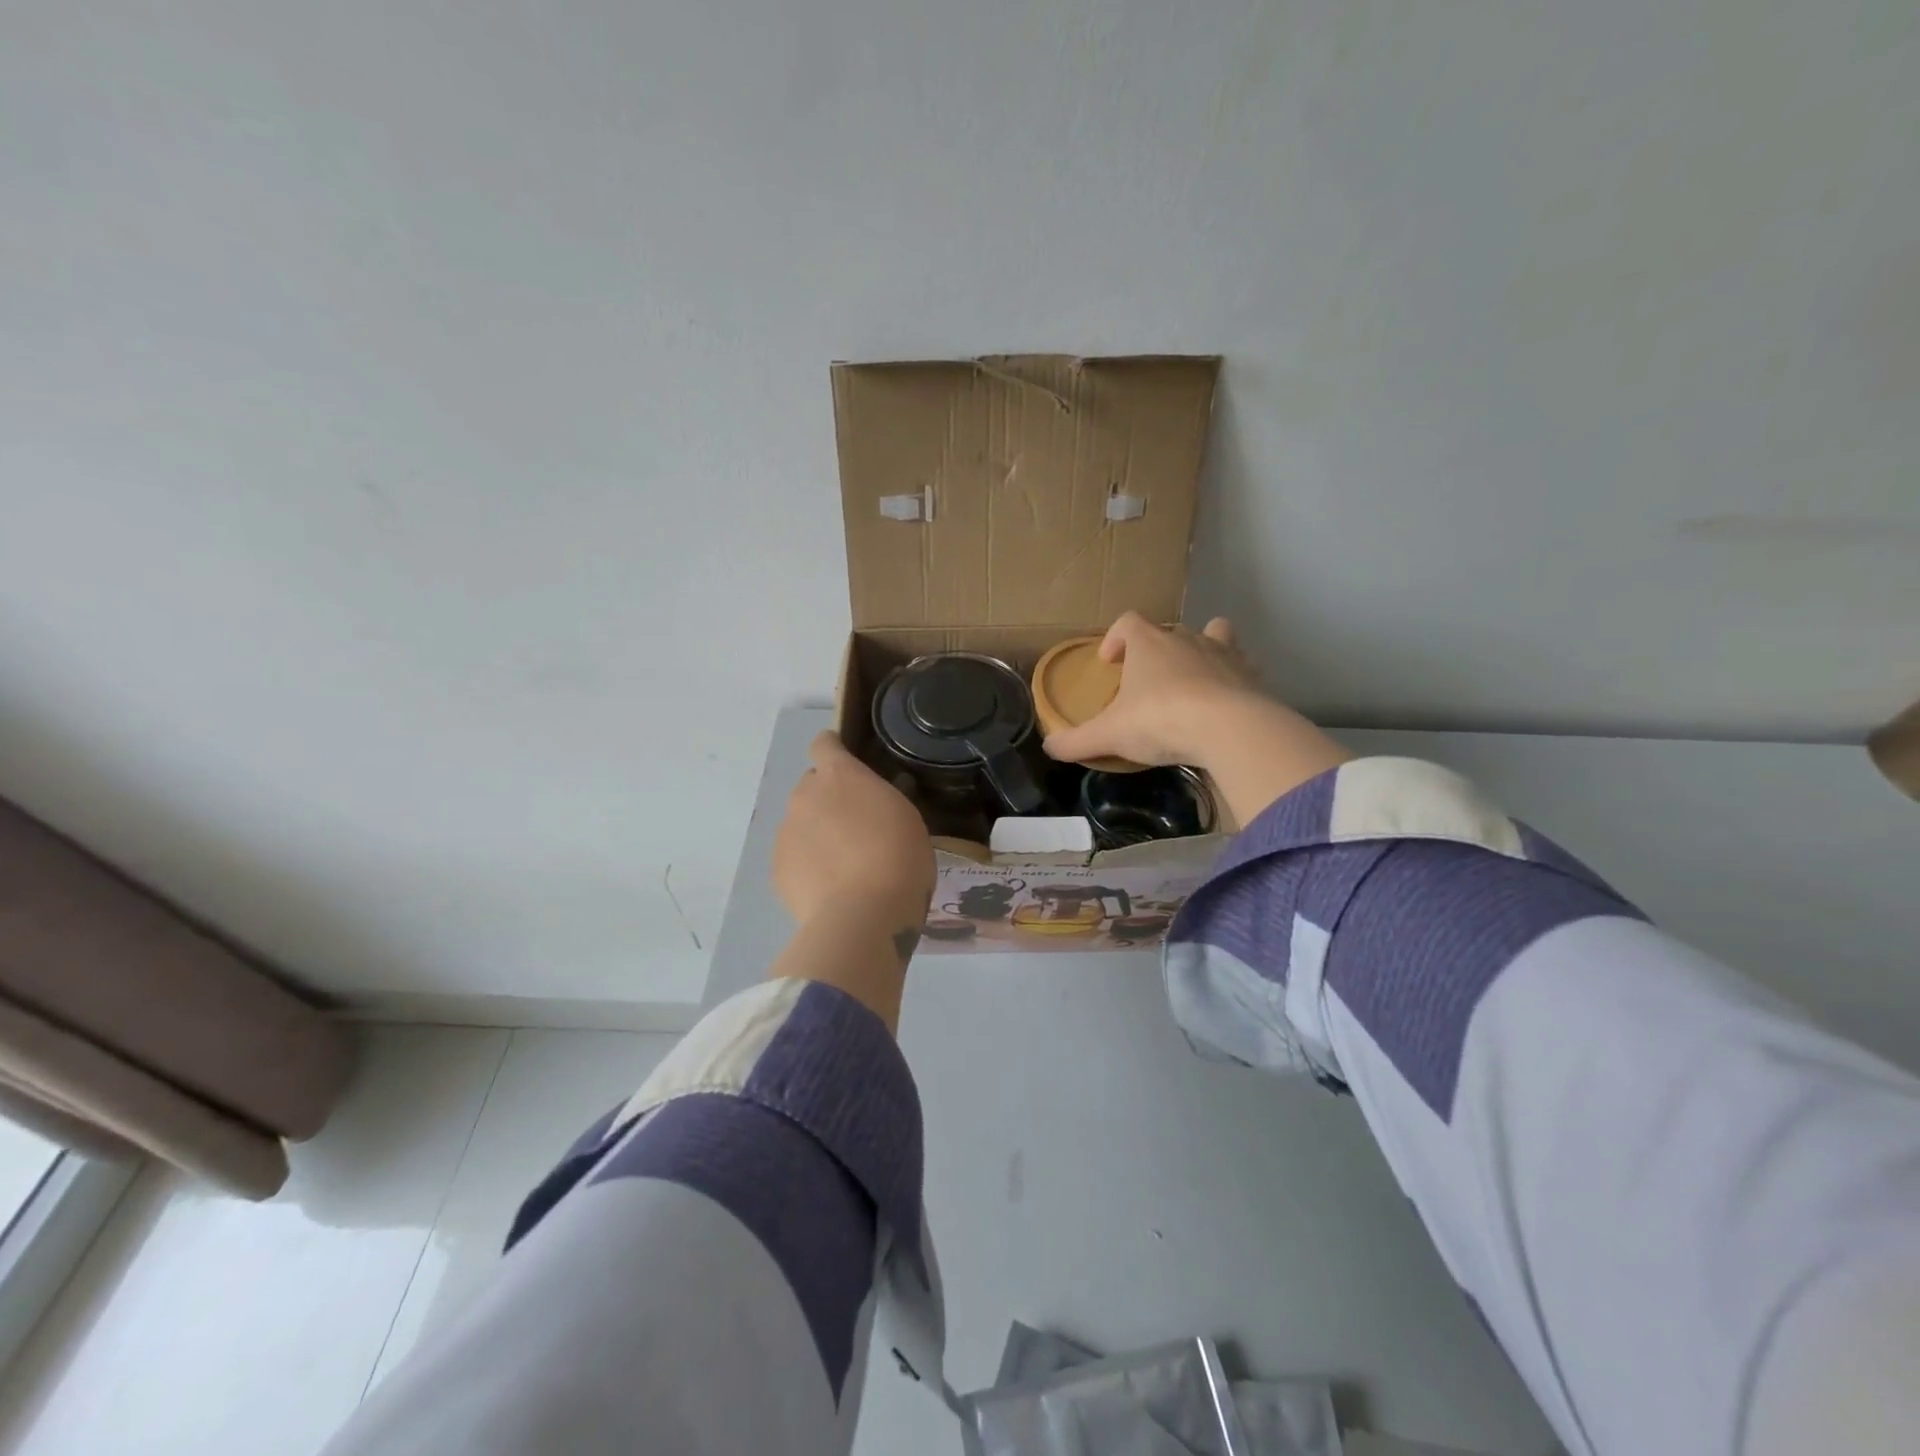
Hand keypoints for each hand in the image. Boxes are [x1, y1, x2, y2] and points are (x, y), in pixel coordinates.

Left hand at [773, 732, 934, 927]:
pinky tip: (830, 888)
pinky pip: (794, 856)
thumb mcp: (906, 818)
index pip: (824, 744)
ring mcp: (786, 832)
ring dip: (817, 833)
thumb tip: (871, 800)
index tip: (846, 763)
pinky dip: (808, 865)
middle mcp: (805, 796)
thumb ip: (881, 799)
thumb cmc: (899, 859)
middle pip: (811, 785)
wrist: (863, 916)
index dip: (833, 750)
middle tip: (855, 826)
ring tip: (844, 866)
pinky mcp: (777, 868)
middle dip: (828, 799)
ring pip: (801, 823)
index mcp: (840, 776)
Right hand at [1040, 612, 1261, 768]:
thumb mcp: (1109, 735)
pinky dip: (1233, 680)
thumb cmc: (1160, 720)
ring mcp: (1223, 654)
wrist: (1230, 728)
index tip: (1109, 661)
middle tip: (1148, 680)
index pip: (1128, 623)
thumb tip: (1049, 747)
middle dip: (1158, 650)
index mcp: (1148, 644)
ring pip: (1215, 635)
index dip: (1116, 638)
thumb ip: (1077, 741)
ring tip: (1193, 680)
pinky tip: (1225, 704)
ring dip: (1202, 652)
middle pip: (1169, 630)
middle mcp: (1186, 638)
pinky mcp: (1252, 676)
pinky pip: (1242, 668)